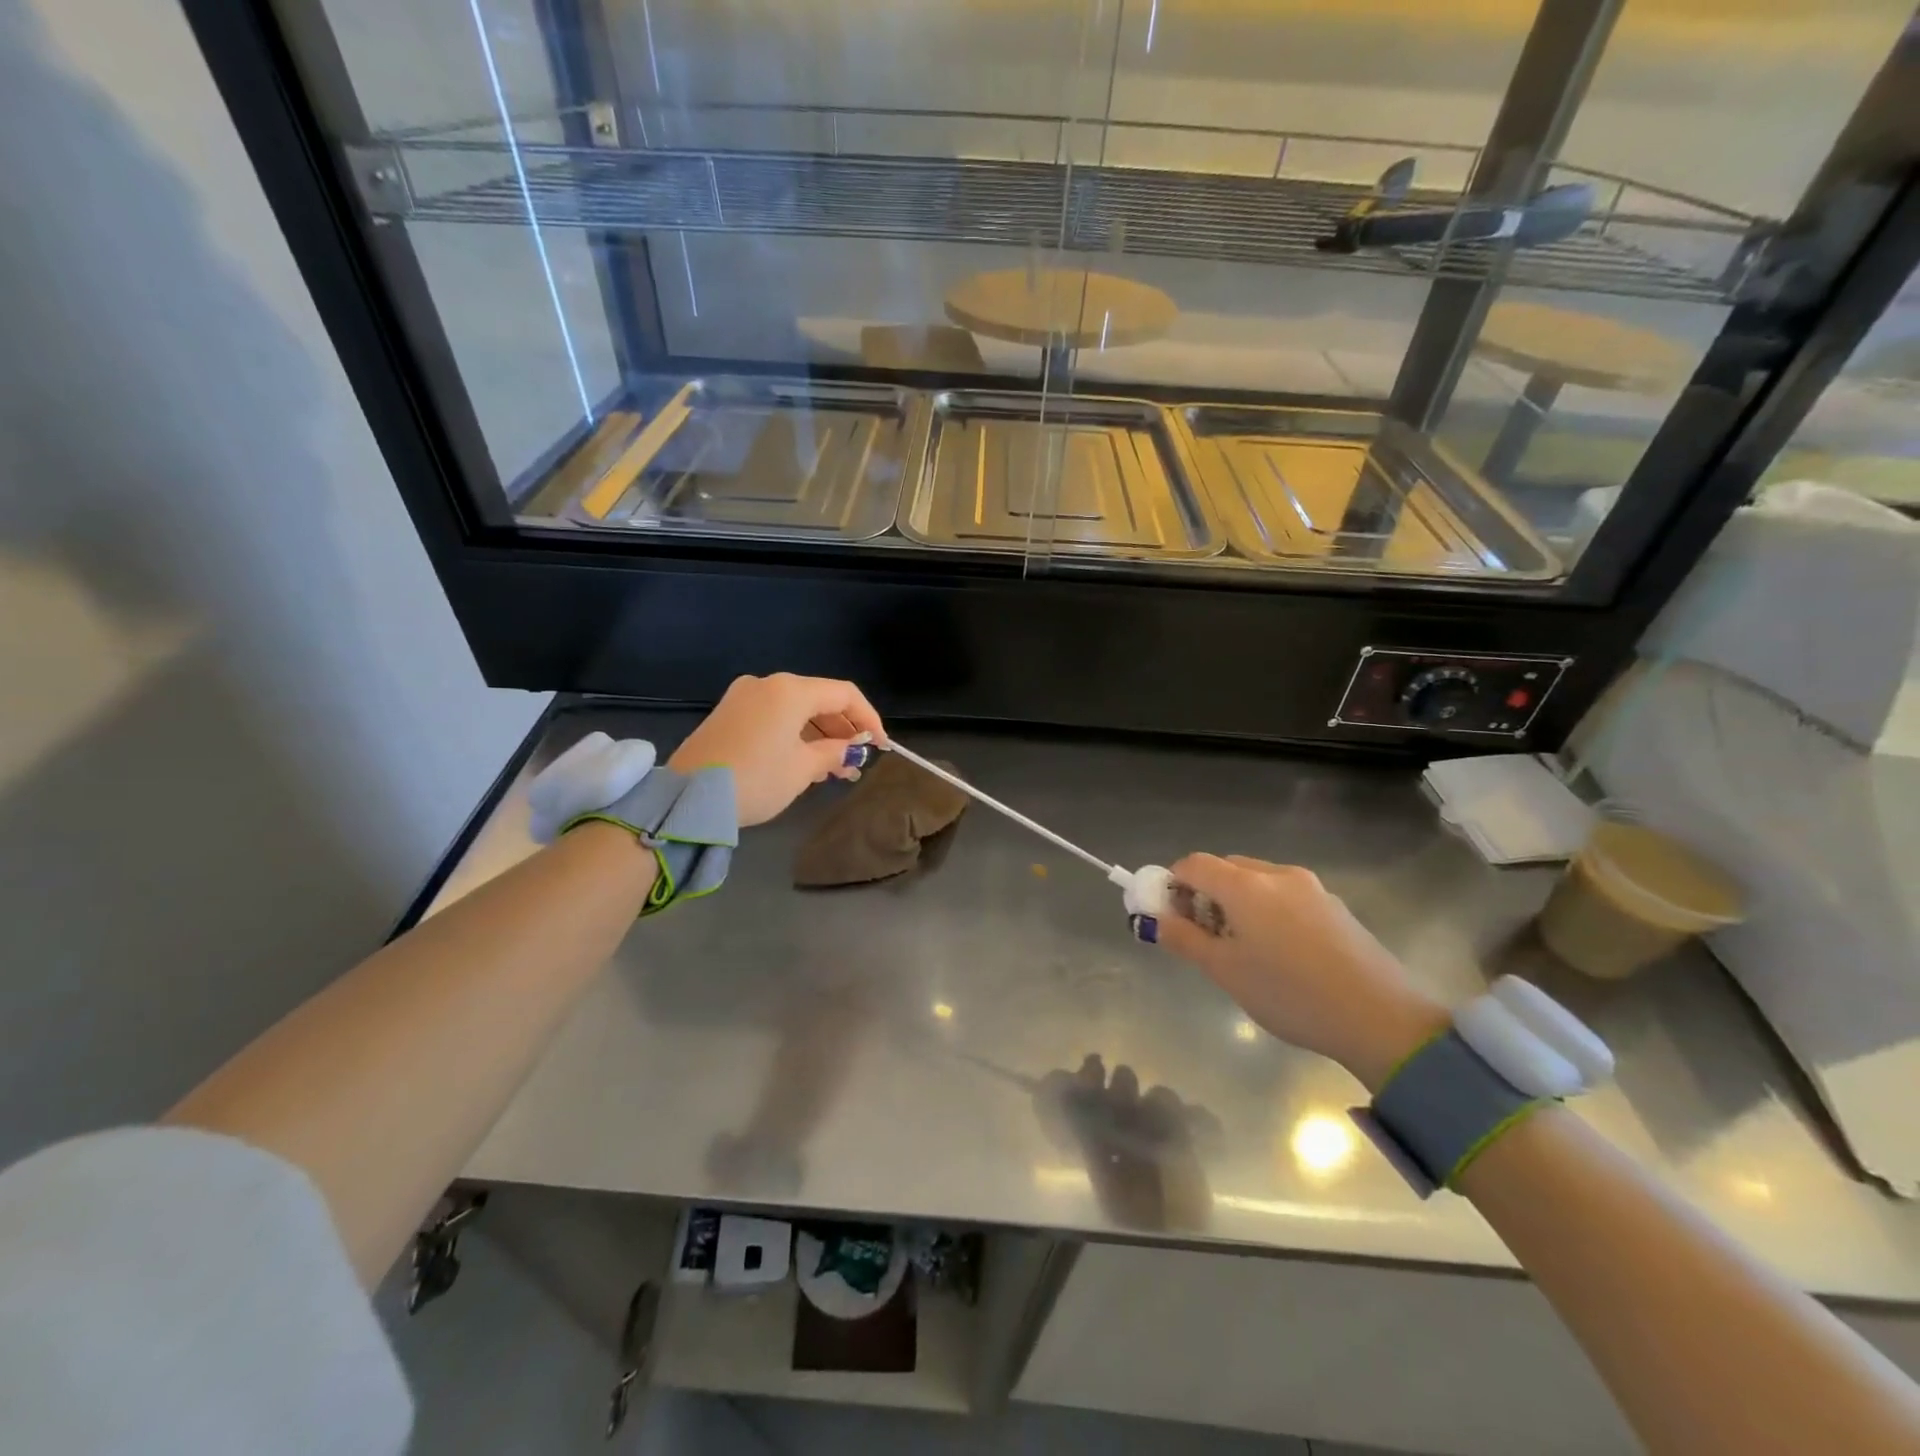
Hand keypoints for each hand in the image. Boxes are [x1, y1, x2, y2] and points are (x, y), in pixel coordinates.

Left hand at [668, 674, 887, 827]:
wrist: (687, 799)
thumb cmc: (756, 779)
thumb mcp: (802, 769)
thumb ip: (833, 753)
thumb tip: (849, 749)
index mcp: (790, 690)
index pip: (844, 694)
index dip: (869, 718)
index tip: (882, 746)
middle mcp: (767, 684)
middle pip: (819, 700)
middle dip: (843, 731)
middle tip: (858, 763)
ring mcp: (744, 697)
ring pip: (796, 711)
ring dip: (820, 737)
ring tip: (836, 771)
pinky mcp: (728, 715)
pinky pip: (774, 718)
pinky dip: (795, 736)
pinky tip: (806, 763)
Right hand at [1156, 854, 1449, 1091]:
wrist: (1381, 1018)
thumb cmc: (1290, 994)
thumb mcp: (1226, 971)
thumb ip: (1184, 939)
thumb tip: (1153, 919)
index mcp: (1246, 885)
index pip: (1194, 864)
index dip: (1172, 884)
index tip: (1168, 916)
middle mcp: (1277, 874)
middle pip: (1226, 868)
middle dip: (1204, 894)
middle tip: (1203, 936)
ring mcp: (1311, 887)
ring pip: (1257, 881)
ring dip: (1237, 902)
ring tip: (1243, 949)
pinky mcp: (1335, 906)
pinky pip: (1285, 895)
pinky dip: (1267, 911)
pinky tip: (1281, 954)